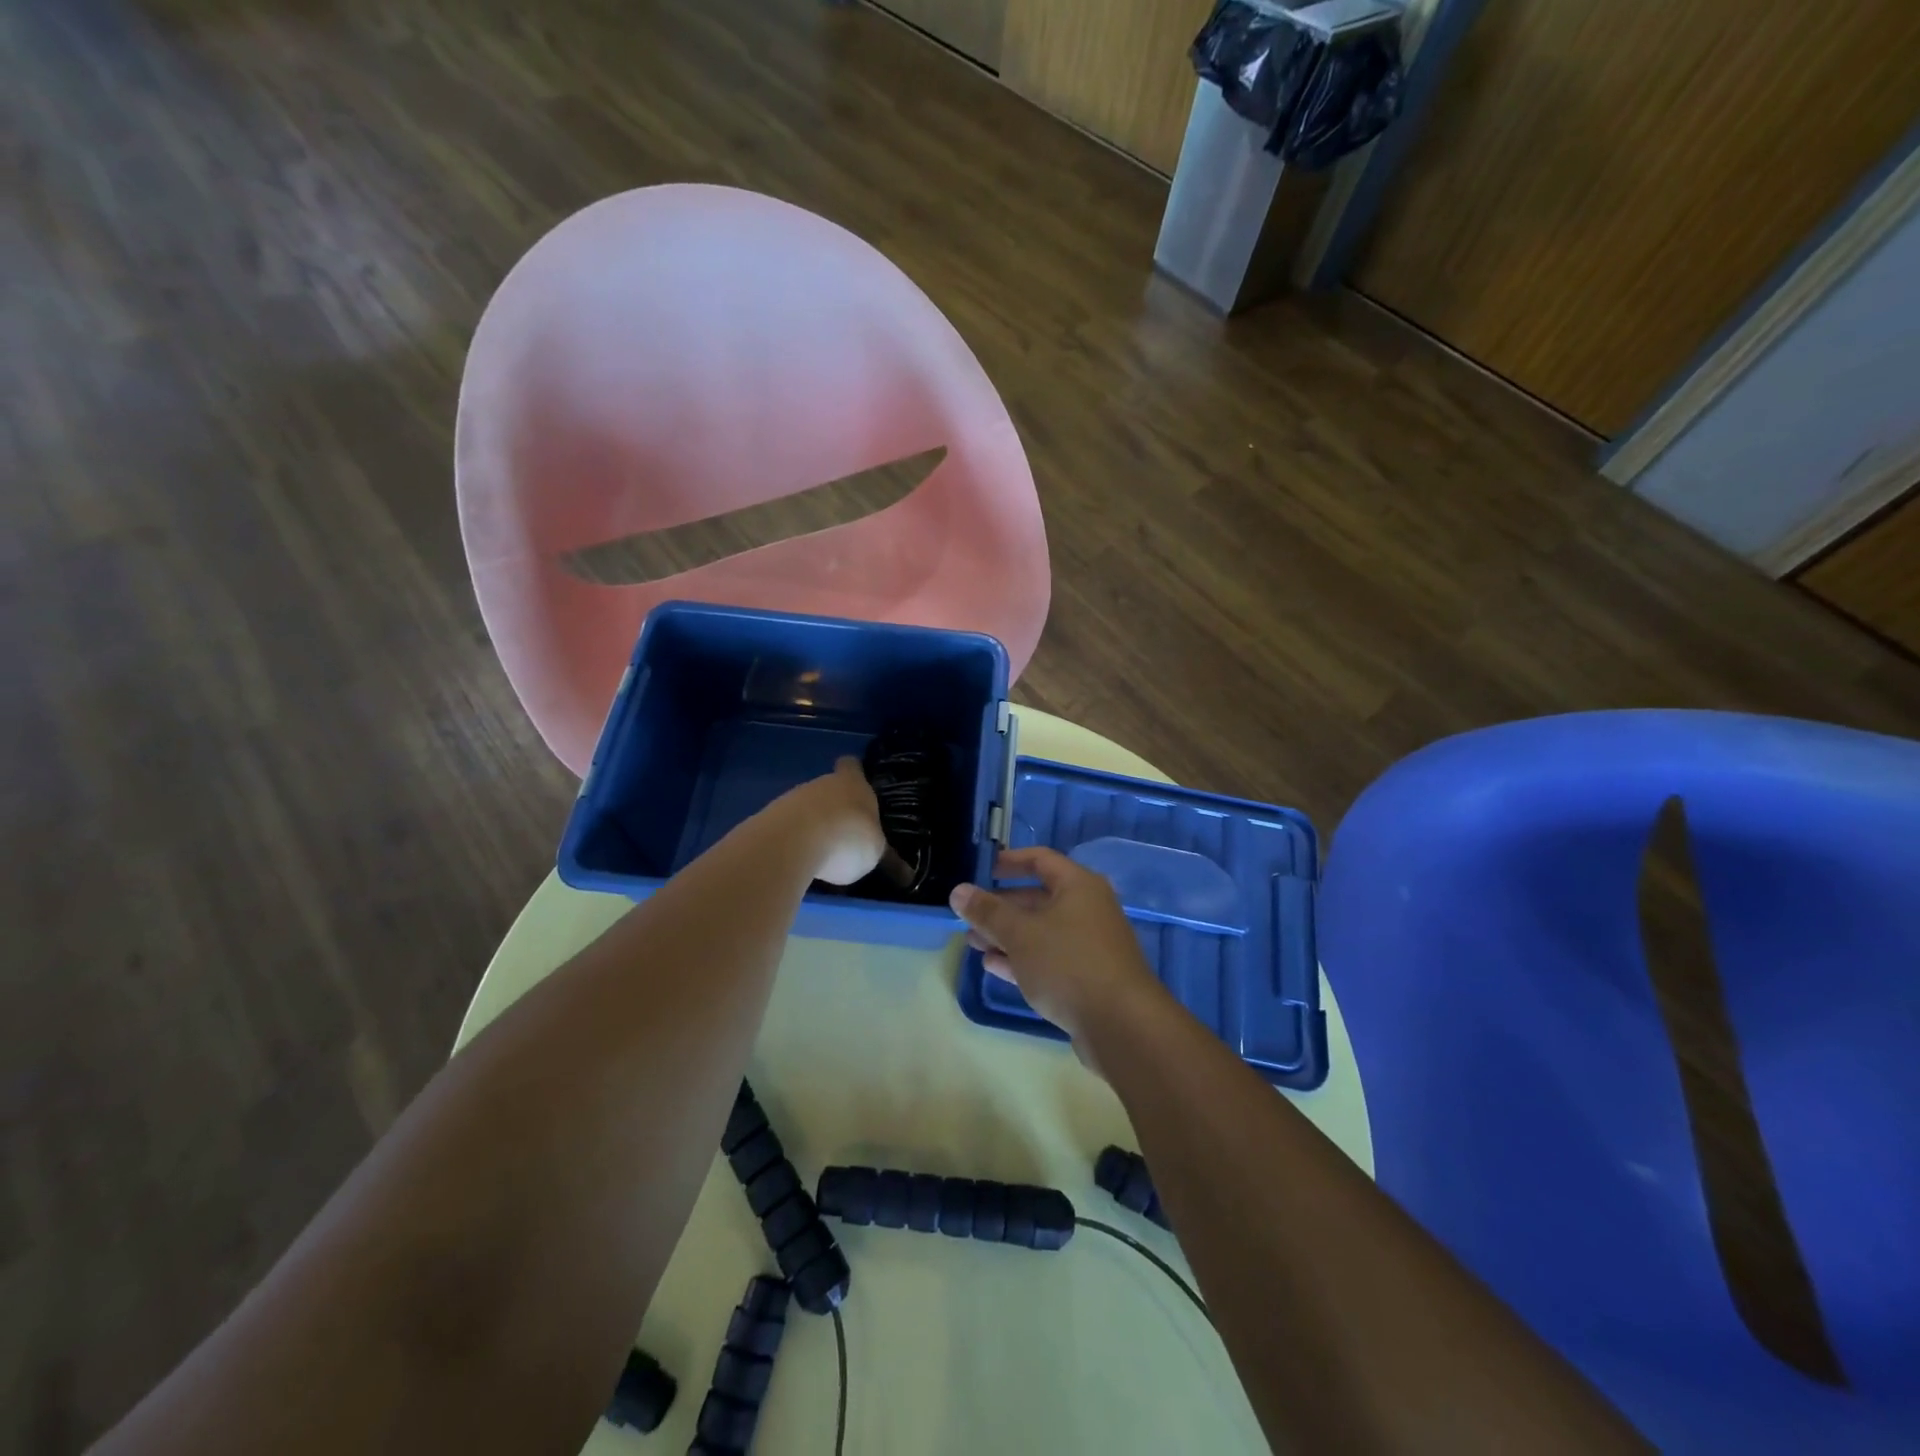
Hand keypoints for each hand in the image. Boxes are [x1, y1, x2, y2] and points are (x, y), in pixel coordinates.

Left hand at [778, 757, 886, 885]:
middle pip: (828, 789)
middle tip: (844, 834)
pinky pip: (788, 827)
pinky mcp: (771, 818)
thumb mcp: (875, 852)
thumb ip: (877, 852)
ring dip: (813, 826)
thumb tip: (902, 872)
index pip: (852, 766)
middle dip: (834, 809)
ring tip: (821, 855)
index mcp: (853, 783)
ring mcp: (793, 799)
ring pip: (806, 808)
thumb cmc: (849, 838)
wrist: (797, 840)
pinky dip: (794, 841)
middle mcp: (823, 784)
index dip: (854, 773)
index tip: (856, 784)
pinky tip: (800, 862)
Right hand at [949, 847, 1165, 1051]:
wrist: (1121, 1025)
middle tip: (968, 916)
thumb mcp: (1021, 934)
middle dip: (1001, 907)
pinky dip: (1022, 958)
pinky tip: (993, 966)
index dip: (1009, 862)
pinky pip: (1049, 958)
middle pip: (1038, 898)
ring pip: (1041, 931)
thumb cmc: (1068, 964)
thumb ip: (988, 912)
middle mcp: (1088, 909)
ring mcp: (1089, 945)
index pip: (1040, 860)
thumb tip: (958, 891)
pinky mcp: (1087, 977)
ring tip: (972, 943)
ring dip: (1007, 935)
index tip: (980, 870)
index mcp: (1078, 886)